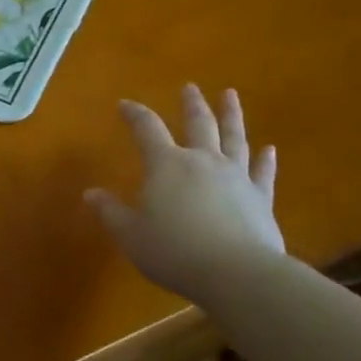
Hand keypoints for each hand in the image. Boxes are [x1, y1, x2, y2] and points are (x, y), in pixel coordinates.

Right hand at [85, 84, 281, 299]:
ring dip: (231, 115)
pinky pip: (262, 173)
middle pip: (197, 123)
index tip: (124, 104)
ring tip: (230, 95)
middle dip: (191, 104)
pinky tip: (269, 149)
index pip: (146, 129)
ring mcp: (236, 177)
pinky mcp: (260, 198)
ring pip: (234, 138)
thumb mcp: (131, 235)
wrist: (236, 273)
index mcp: (166, 165)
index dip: (134, 115)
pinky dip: (265, 160)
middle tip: (190, 87)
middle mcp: (202, 161)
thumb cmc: (175, 251)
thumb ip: (110, 212)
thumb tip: (91, 193)